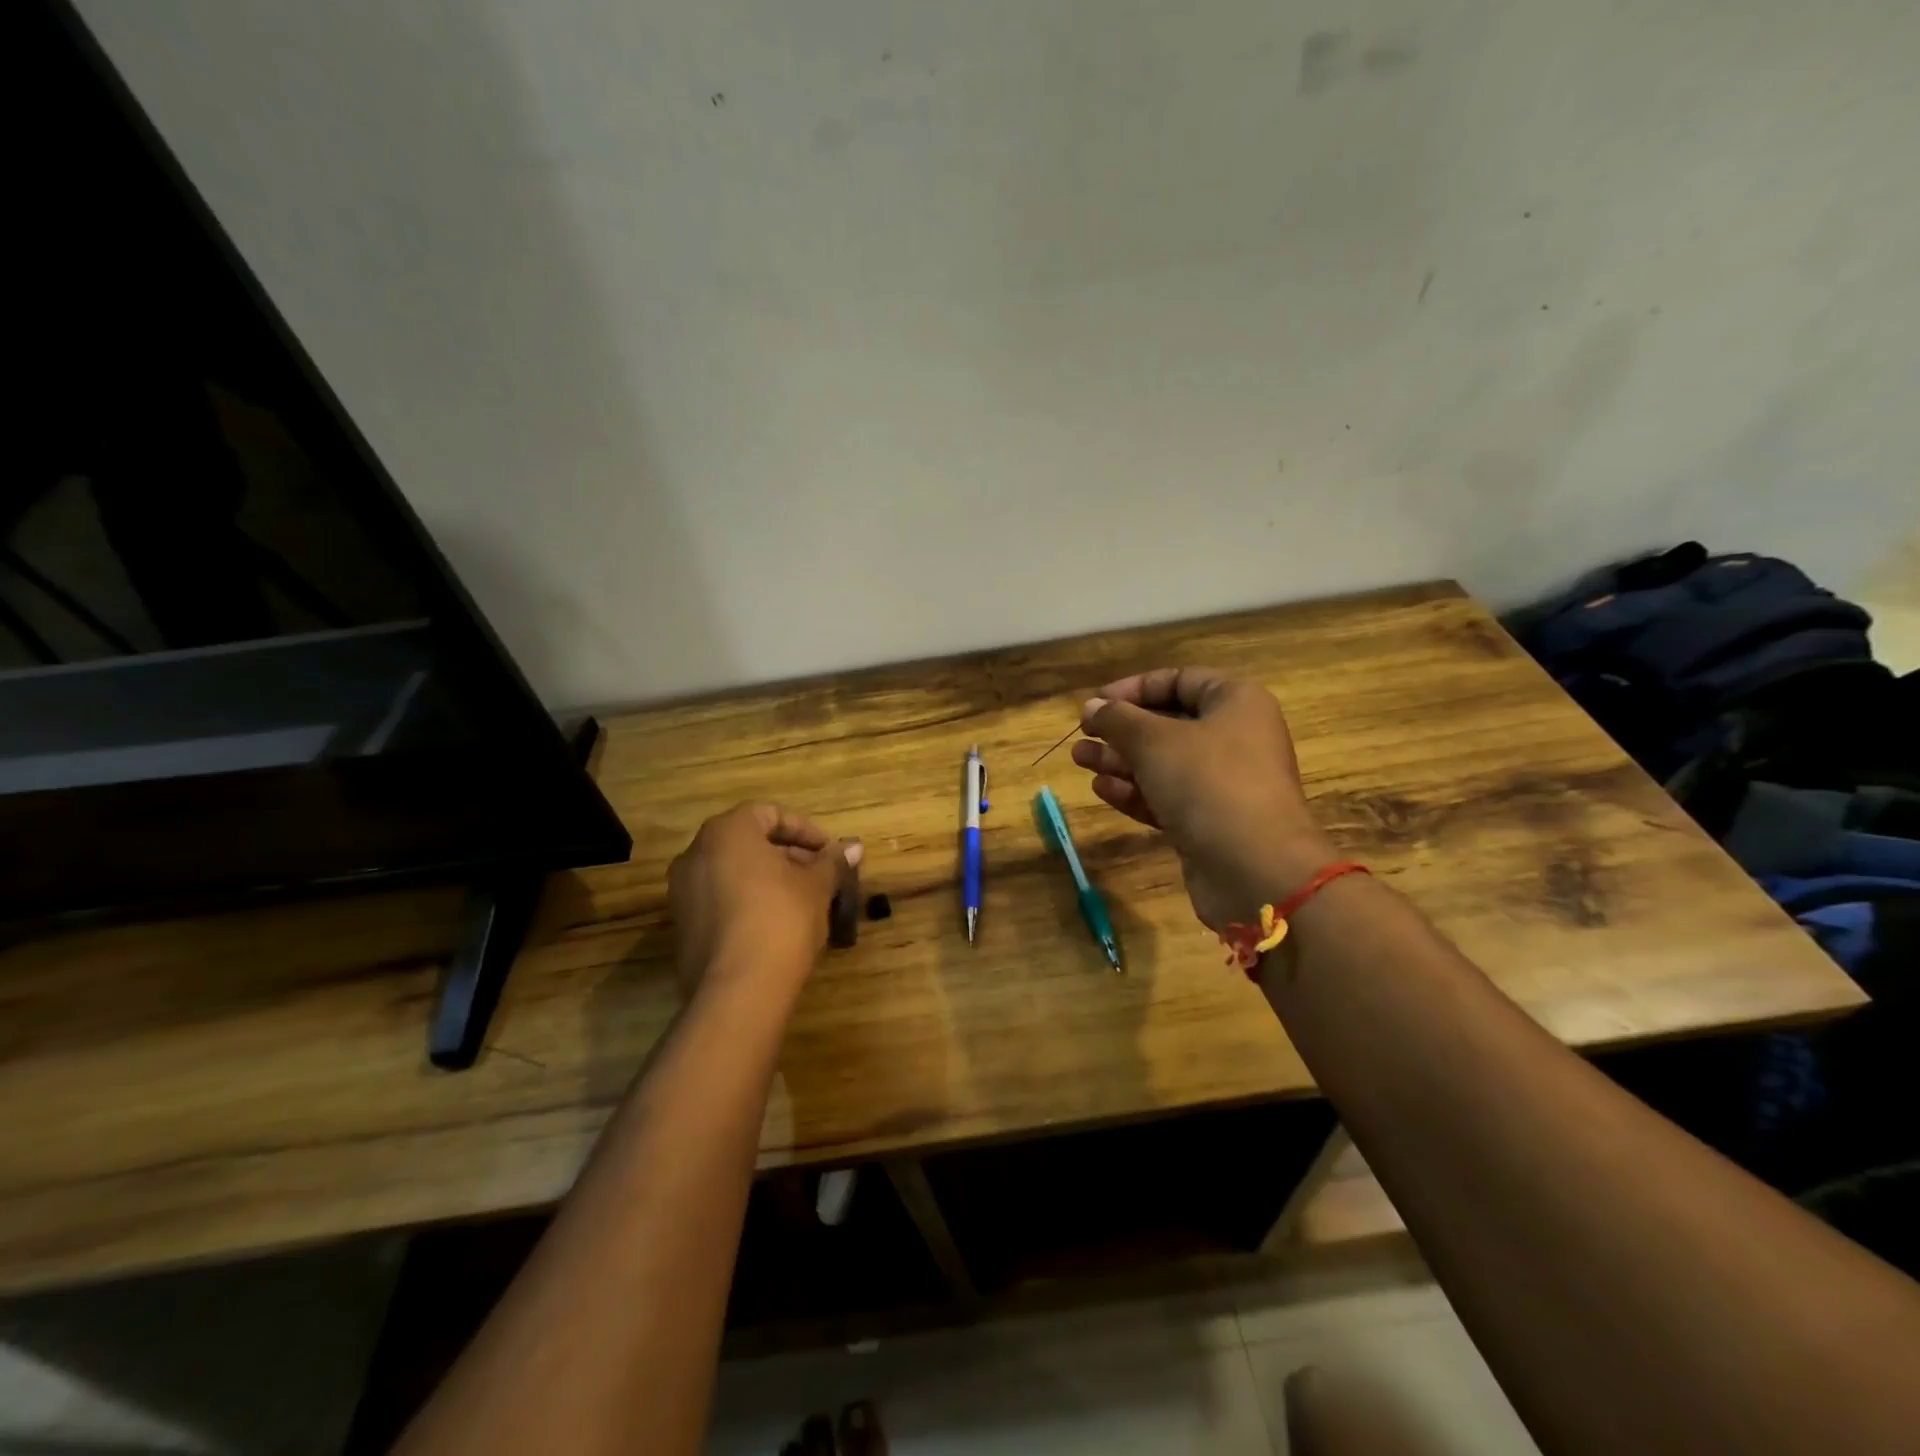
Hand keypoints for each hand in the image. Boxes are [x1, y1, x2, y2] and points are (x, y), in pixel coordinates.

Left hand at [667, 803, 860, 1000]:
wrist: (739, 989)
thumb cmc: (782, 919)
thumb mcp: (816, 886)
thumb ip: (832, 862)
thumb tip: (854, 847)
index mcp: (726, 833)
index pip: (768, 813)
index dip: (805, 830)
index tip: (829, 853)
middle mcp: (695, 854)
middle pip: (748, 842)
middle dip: (788, 856)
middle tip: (820, 876)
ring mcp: (682, 892)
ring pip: (733, 872)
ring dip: (769, 879)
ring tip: (804, 901)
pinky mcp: (682, 927)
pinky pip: (720, 900)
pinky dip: (748, 901)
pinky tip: (777, 925)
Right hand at [1071, 668, 1334, 930]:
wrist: (1255, 869)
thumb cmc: (1208, 783)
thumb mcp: (1154, 741)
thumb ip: (1118, 719)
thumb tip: (1092, 706)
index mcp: (1235, 702)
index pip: (1179, 680)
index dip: (1134, 688)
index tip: (1096, 702)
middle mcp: (1235, 737)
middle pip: (1168, 723)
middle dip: (1121, 730)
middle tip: (1082, 736)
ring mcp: (1224, 783)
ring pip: (1164, 763)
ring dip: (1120, 761)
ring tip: (1080, 760)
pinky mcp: (1210, 821)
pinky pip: (1168, 797)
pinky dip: (1136, 791)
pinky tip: (1103, 790)